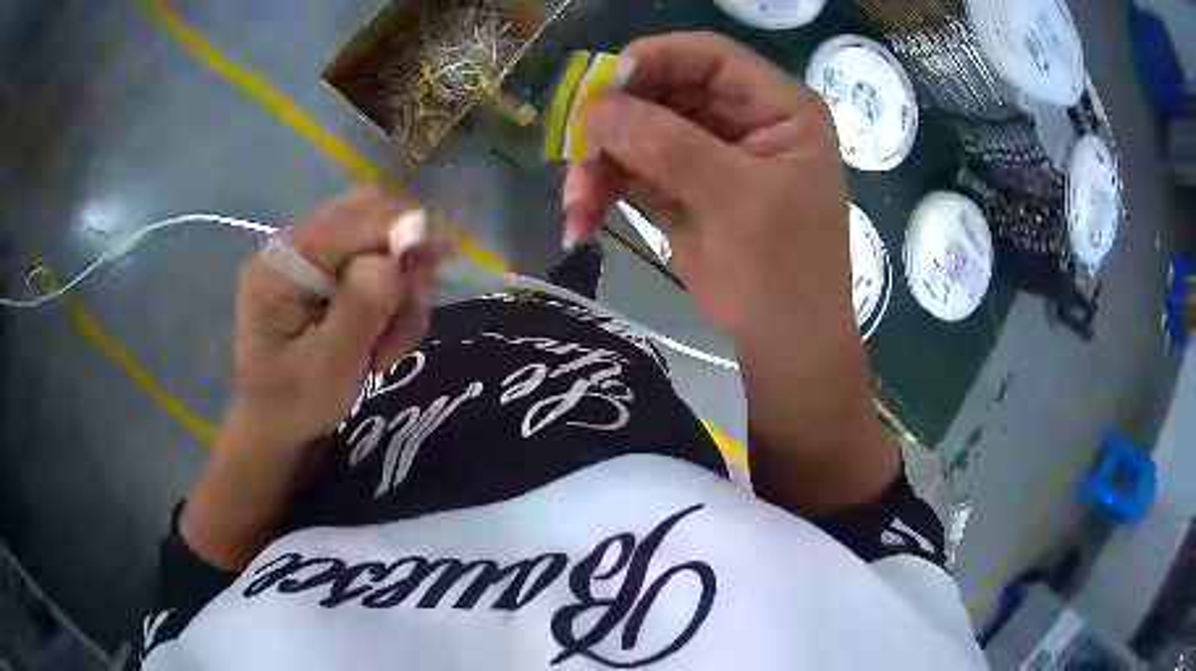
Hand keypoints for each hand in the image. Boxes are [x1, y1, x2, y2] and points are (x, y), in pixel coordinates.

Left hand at [229, 187, 446, 454]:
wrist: (276, 426)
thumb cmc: (293, 404)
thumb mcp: (328, 368)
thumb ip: (359, 310)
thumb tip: (394, 258)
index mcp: (281, 264)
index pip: (348, 225)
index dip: (397, 234)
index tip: (441, 259)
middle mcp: (296, 247)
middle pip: (367, 215)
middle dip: (402, 258)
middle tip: (416, 305)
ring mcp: (312, 258)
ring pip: (379, 238)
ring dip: (400, 285)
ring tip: (392, 343)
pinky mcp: (326, 274)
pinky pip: (376, 263)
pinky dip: (393, 296)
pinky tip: (385, 335)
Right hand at [563, 33, 895, 513]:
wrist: (786, 344)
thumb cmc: (784, 272)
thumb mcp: (736, 201)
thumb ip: (669, 146)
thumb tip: (594, 107)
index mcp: (778, 108)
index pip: (709, 57)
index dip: (652, 61)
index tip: (599, 90)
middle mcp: (742, 119)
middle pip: (662, 91)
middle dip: (613, 124)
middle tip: (574, 158)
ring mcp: (708, 152)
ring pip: (637, 131)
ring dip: (599, 165)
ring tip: (575, 207)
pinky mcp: (681, 185)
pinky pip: (630, 169)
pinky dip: (602, 190)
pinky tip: (581, 219)